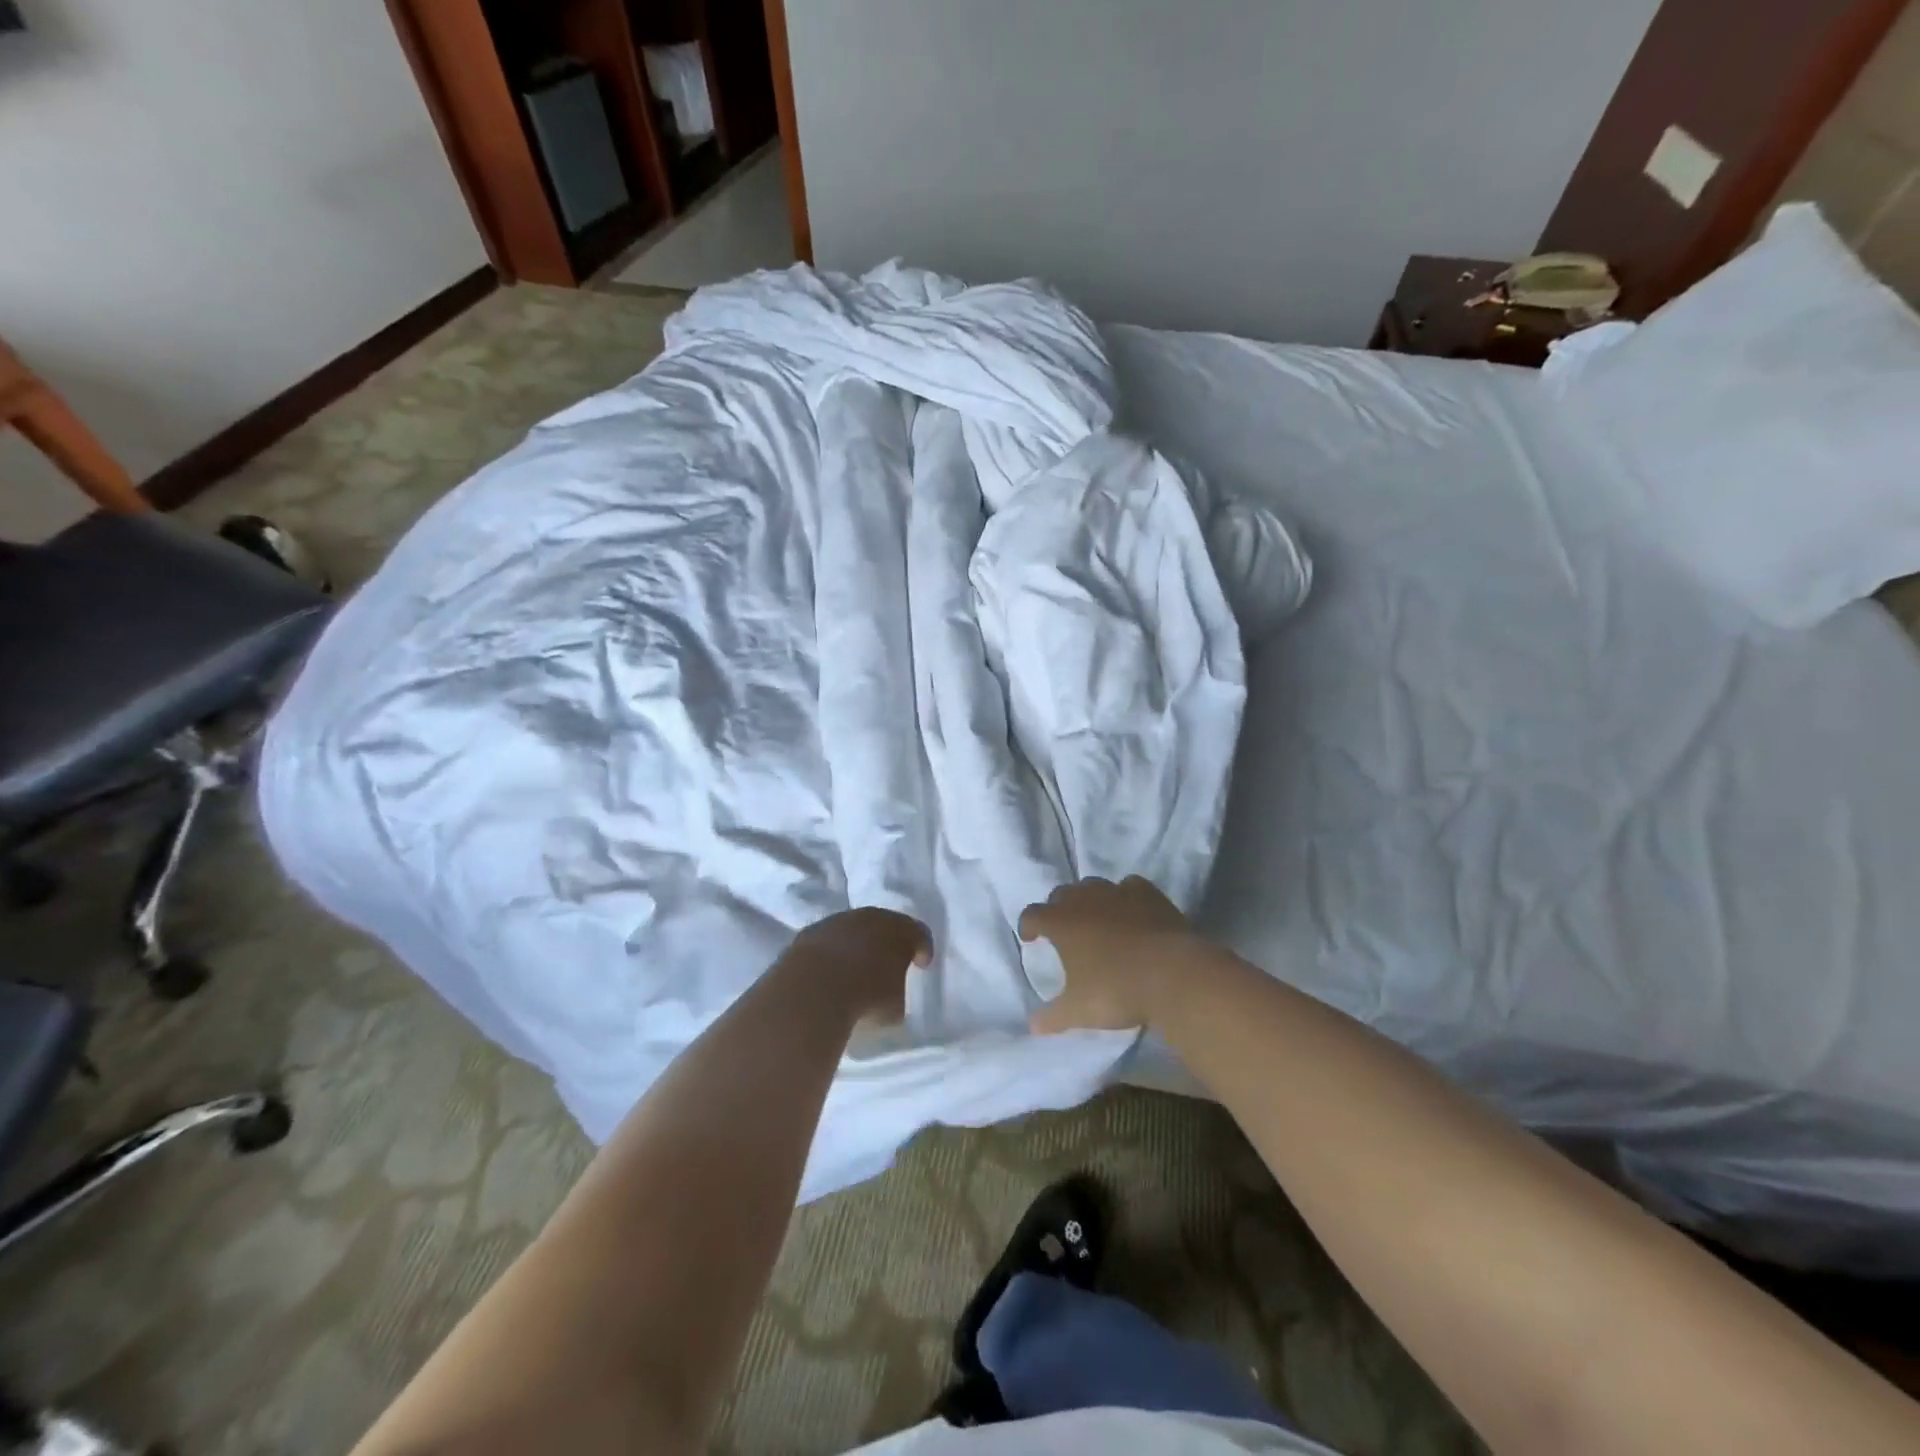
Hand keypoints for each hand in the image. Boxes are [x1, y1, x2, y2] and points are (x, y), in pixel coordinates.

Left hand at [785, 907, 932, 1026]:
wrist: (815, 990)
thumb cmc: (867, 999)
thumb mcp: (895, 1007)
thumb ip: (897, 994)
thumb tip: (890, 995)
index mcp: (902, 931)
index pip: (919, 934)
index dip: (922, 949)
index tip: (921, 965)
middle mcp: (872, 917)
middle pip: (886, 925)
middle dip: (888, 943)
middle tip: (889, 963)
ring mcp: (839, 921)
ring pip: (855, 929)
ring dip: (858, 945)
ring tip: (856, 969)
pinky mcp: (811, 931)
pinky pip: (829, 939)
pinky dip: (833, 951)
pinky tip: (830, 971)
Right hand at [1018, 876, 1193, 1033]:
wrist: (1172, 973)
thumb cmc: (1116, 990)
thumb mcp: (1079, 1011)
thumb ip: (1053, 1017)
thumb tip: (1034, 1026)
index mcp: (1060, 922)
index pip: (1032, 914)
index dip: (1028, 926)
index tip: (1032, 939)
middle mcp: (1084, 899)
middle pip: (1061, 894)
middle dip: (1058, 908)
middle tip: (1064, 930)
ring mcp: (1117, 892)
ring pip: (1093, 885)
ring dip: (1089, 899)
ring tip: (1097, 920)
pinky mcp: (1147, 893)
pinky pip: (1129, 886)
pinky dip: (1125, 896)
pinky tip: (1131, 912)